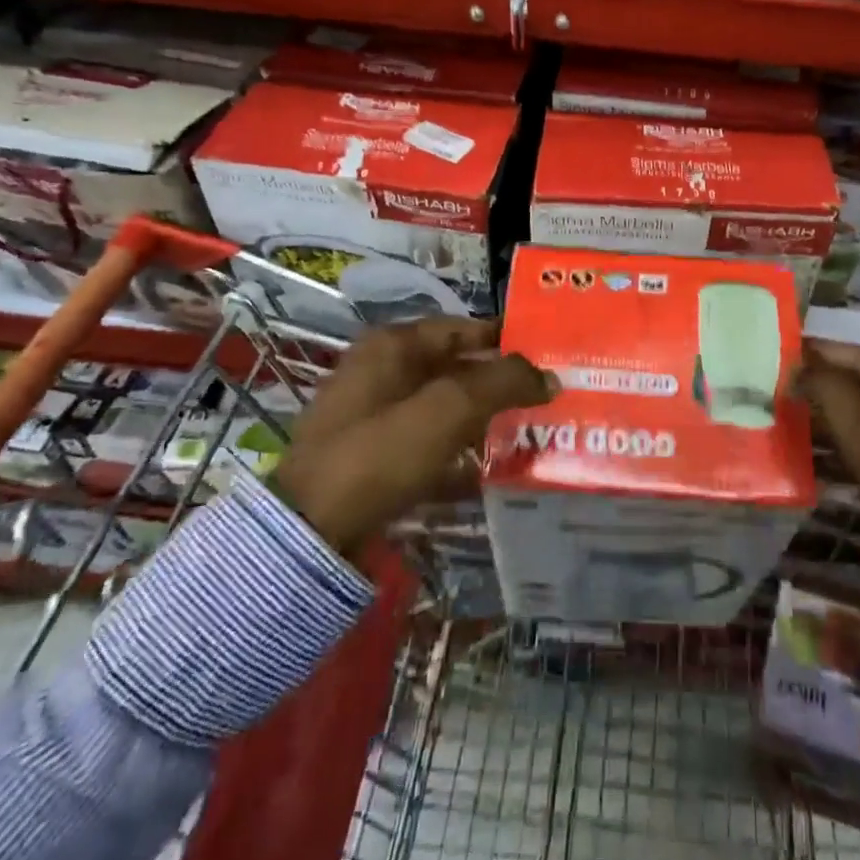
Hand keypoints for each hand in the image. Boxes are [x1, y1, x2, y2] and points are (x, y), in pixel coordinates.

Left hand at [273, 318, 555, 556]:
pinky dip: (461, 454)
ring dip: (486, 420)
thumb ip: (503, 384)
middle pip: (457, 369)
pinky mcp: (377, 459)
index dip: (507, 339)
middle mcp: (384, 372)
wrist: (309, 532)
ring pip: (447, 409)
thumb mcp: (447, 410)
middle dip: (502, 384)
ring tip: (533, 433)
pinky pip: (431, 447)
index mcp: (394, 346)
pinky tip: (496, 472)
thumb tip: (550, 377)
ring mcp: (377, 417)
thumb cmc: (379, 453)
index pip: (464, 328)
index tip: (550, 354)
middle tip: (550, 397)